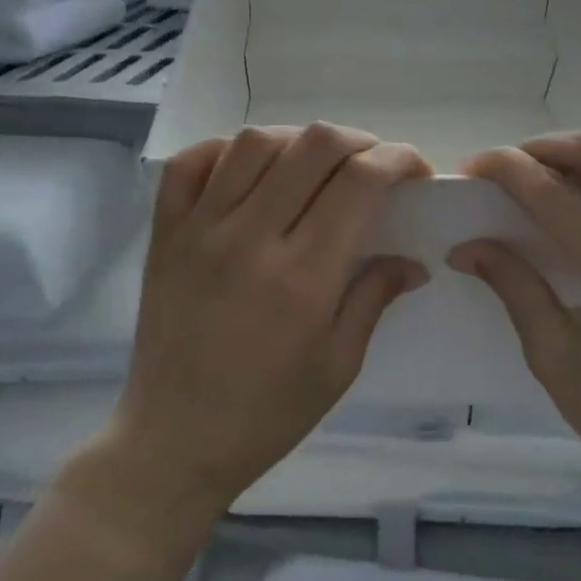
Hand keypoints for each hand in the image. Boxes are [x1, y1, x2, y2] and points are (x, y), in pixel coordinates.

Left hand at [78, 124, 429, 535]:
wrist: (174, 441)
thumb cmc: (267, 413)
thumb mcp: (338, 365)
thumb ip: (374, 298)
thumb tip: (413, 260)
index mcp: (303, 275)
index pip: (360, 181)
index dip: (398, 160)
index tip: (415, 171)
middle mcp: (250, 237)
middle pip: (313, 145)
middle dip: (359, 141)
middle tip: (373, 164)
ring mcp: (200, 229)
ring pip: (255, 142)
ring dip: (298, 140)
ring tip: (315, 163)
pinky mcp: (165, 233)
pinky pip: (190, 164)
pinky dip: (224, 149)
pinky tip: (249, 168)